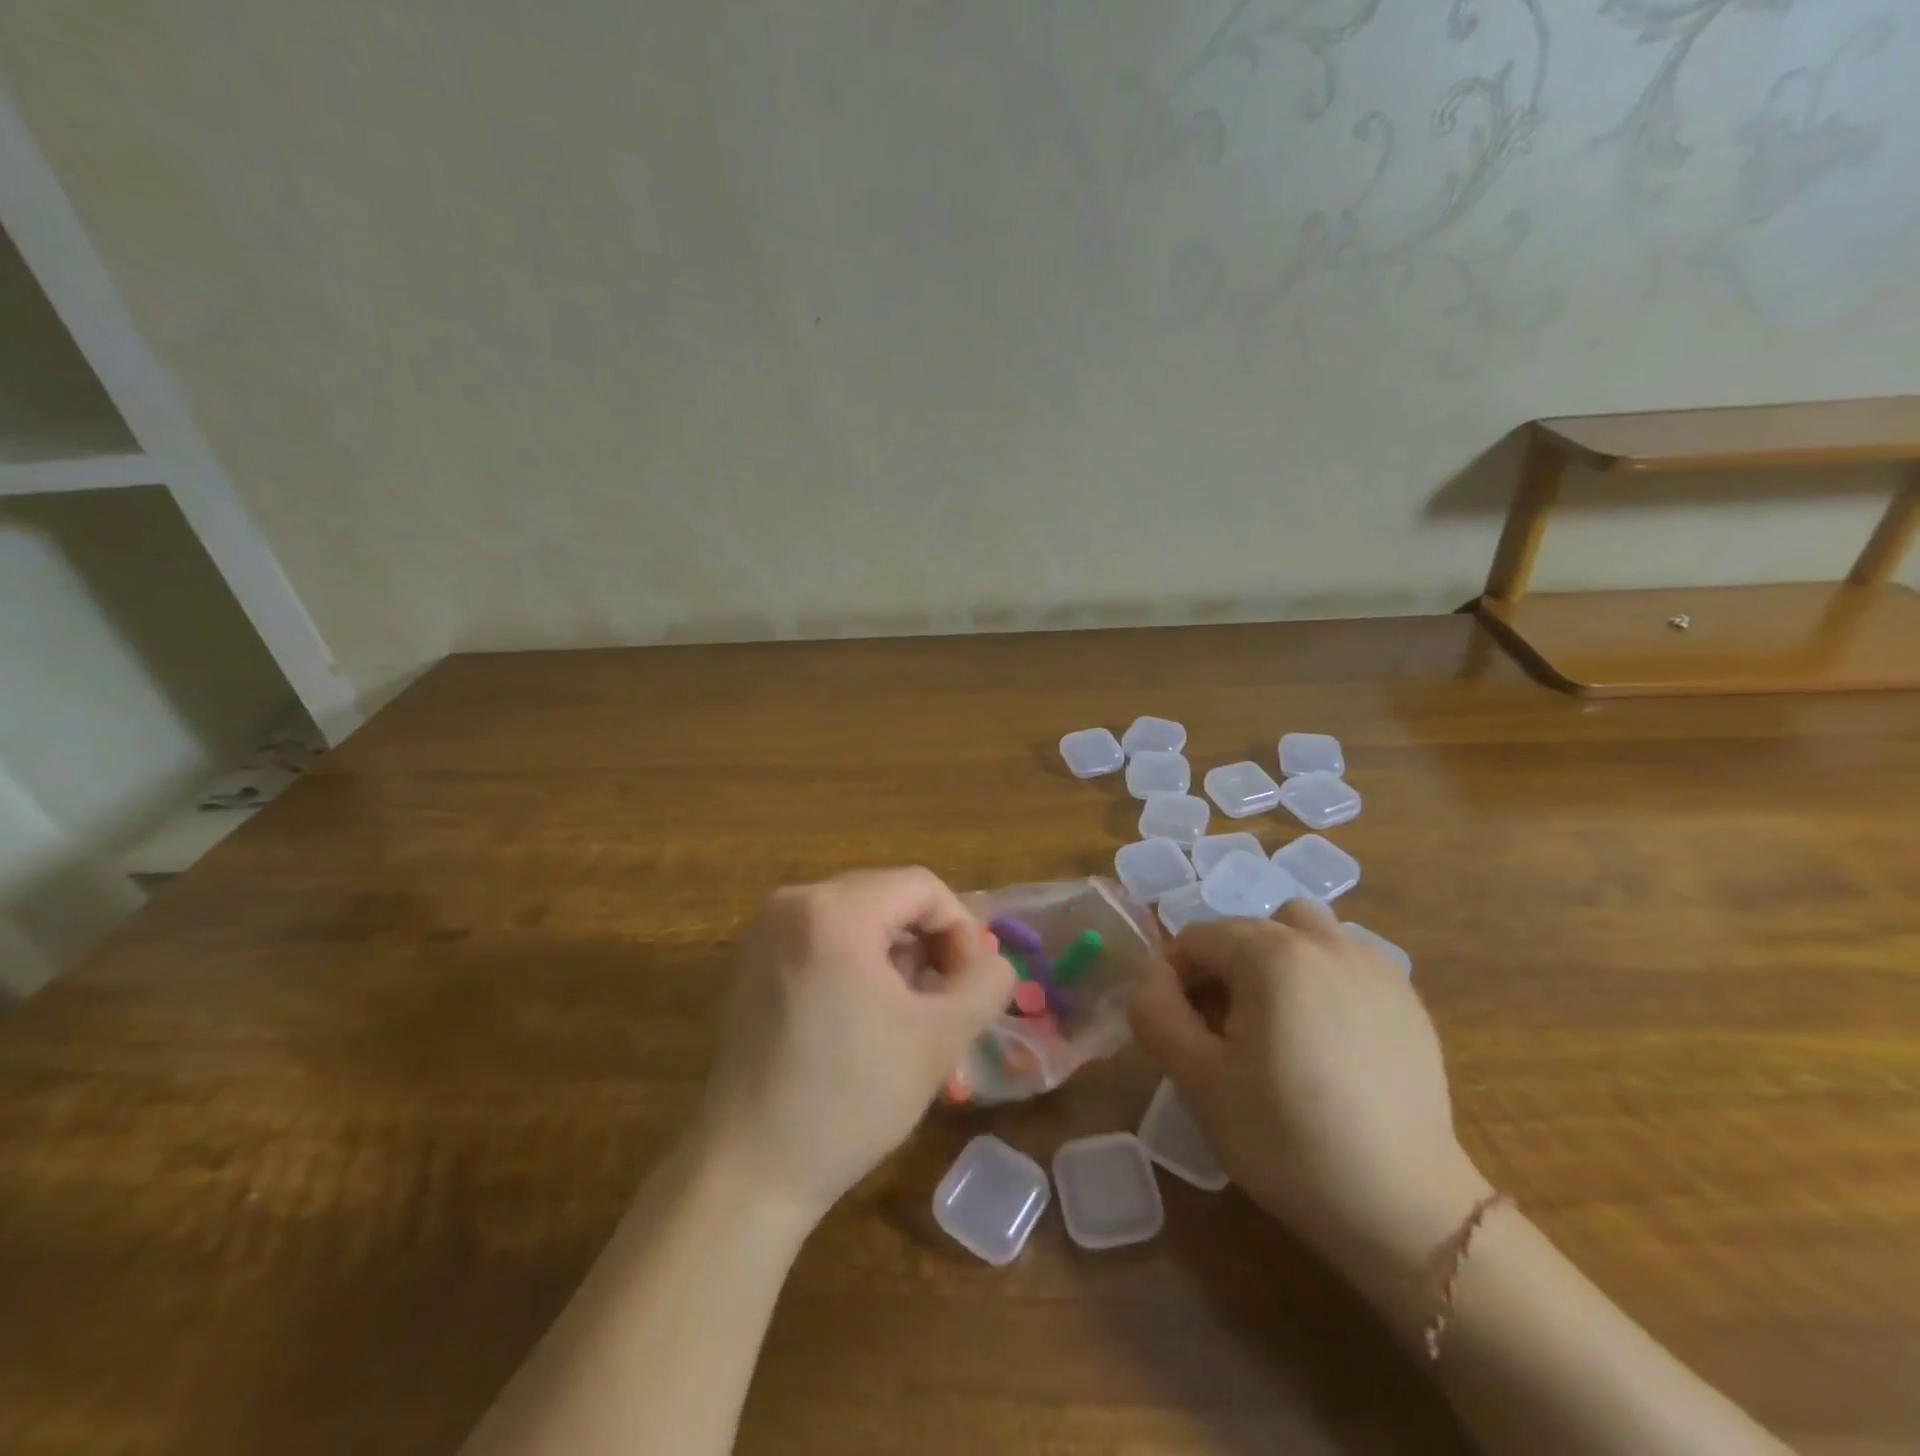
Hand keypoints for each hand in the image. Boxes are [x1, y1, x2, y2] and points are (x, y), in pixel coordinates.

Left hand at [695, 868, 1016, 1220]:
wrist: (749, 1171)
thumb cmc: (849, 1099)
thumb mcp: (939, 1037)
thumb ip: (985, 983)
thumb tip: (993, 960)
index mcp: (834, 911)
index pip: (922, 887)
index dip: (961, 930)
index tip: (967, 987)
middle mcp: (792, 903)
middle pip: (887, 895)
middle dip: (926, 941)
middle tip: (940, 1001)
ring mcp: (764, 931)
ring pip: (857, 915)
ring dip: (893, 953)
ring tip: (903, 1013)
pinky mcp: (751, 961)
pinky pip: (822, 935)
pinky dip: (855, 960)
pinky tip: (860, 1015)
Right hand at [1128, 900, 1490, 1287]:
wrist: (1404, 1210)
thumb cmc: (1286, 1140)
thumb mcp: (1198, 1080)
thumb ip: (1156, 1014)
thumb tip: (1150, 981)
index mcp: (1272, 955)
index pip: (1198, 937)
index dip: (1173, 976)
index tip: (1176, 1026)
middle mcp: (1326, 942)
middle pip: (1249, 930)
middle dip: (1221, 968)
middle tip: (1220, 1030)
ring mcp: (1374, 966)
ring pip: (1303, 932)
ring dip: (1274, 960)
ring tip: (1274, 1020)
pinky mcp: (1407, 999)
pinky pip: (1346, 961)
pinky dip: (1320, 978)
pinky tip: (1325, 1038)